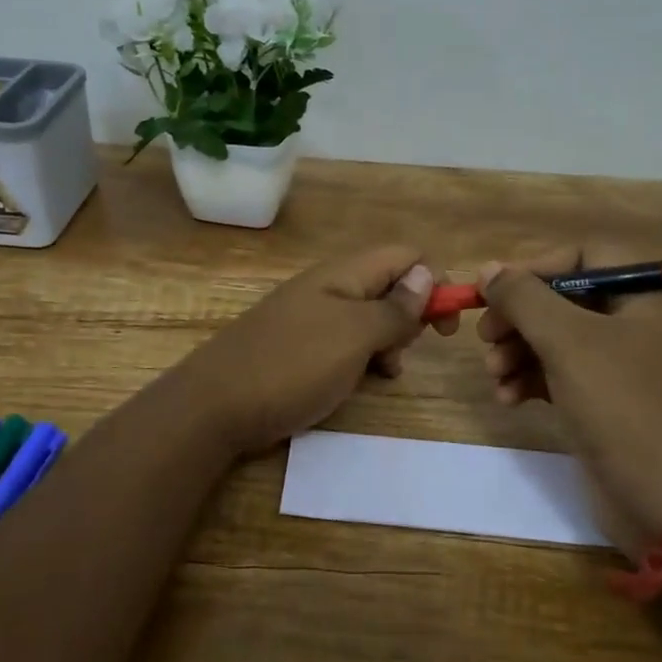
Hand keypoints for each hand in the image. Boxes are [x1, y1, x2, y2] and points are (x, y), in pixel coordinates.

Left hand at [177, 247, 444, 455]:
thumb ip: (394, 307)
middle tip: (406, 351)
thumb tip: (427, 273)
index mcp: (343, 274)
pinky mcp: (300, 348)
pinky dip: (362, 360)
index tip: (446, 325)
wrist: (216, 406)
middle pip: (389, 286)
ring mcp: (311, 318)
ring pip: (370, 319)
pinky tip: (361, 383)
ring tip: (383, 374)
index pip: (405, 256)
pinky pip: (346, 344)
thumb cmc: (292, 366)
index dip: (434, 281)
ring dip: (388, 344)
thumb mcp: (354, 336)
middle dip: (410, 317)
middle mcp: (329, 288)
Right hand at [476, 243, 661, 554]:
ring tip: (493, 375)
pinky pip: (566, 375)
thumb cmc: (626, 408)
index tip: (496, 292)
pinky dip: (534, 381)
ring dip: (520, 353)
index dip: (536, 268)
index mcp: (650, 294)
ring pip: (561, 340)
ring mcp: (630, 366)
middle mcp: (644, 322)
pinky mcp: (614, 403)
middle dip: (521, 318)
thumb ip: (524, 298)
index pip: (586, 256)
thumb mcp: (569, 343)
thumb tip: (488, 269)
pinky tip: (508, 399)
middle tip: (485, 338)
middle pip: (567, 299)